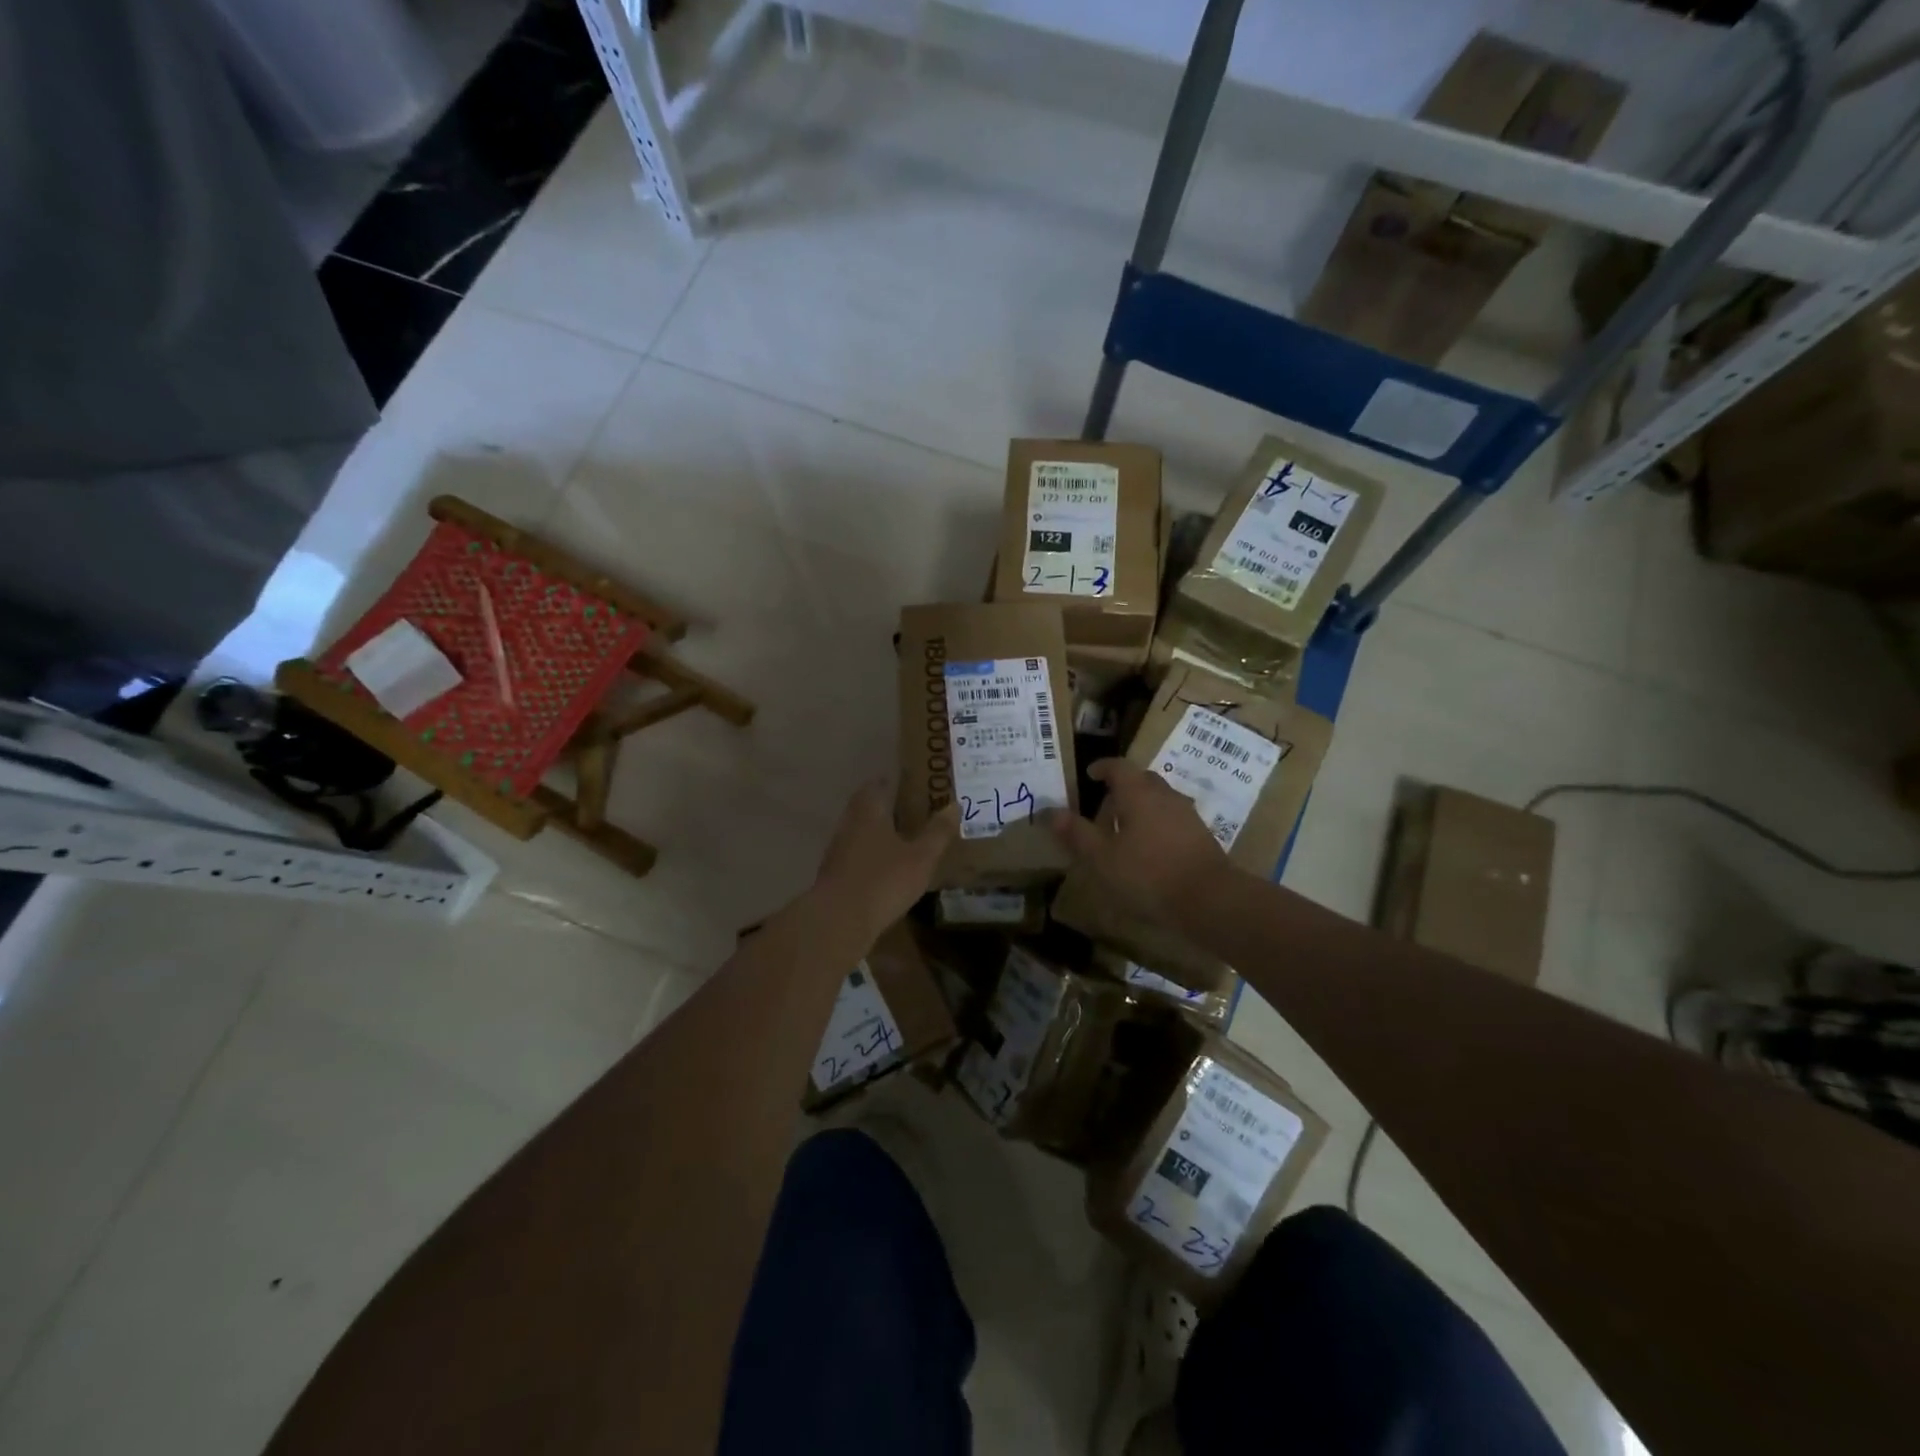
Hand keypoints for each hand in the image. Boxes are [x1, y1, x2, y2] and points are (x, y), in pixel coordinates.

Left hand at [813, 782, 956, 943]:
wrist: (838, 921)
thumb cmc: (883, 881)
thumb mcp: (921, 857)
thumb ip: (938, 832)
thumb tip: (954, 805)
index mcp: (869, 812)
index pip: (877, 784)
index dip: (892, 780)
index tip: (910, 781)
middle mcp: (849, 824)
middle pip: (865, 806)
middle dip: (885, 805)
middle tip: (910, 808)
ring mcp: (837, 850)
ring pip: (859, 830)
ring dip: (877, 830)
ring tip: (901, 836)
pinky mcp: (834, 874)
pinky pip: (855, 854)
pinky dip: (870, 853)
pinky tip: (884, 866)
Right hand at [1045, 759, 1227, 923]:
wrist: (1210, 900)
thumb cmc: (1148, 874)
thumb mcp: (1101, 858)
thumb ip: (1077, 833)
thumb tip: (1051, 812)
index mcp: (1137, 793)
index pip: (1118, 767)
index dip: (1102, 767)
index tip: (1090, 774)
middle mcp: (1164, 795)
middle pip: (1142, 779)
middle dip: (1122, 785)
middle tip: (1104, 800)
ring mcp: (1186, 814)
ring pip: (1159, 798)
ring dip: (1141, 804)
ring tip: (1125, 825)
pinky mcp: (1201, 835)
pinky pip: (1172, 817)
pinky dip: (1157, 822)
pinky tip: (1149, 846)